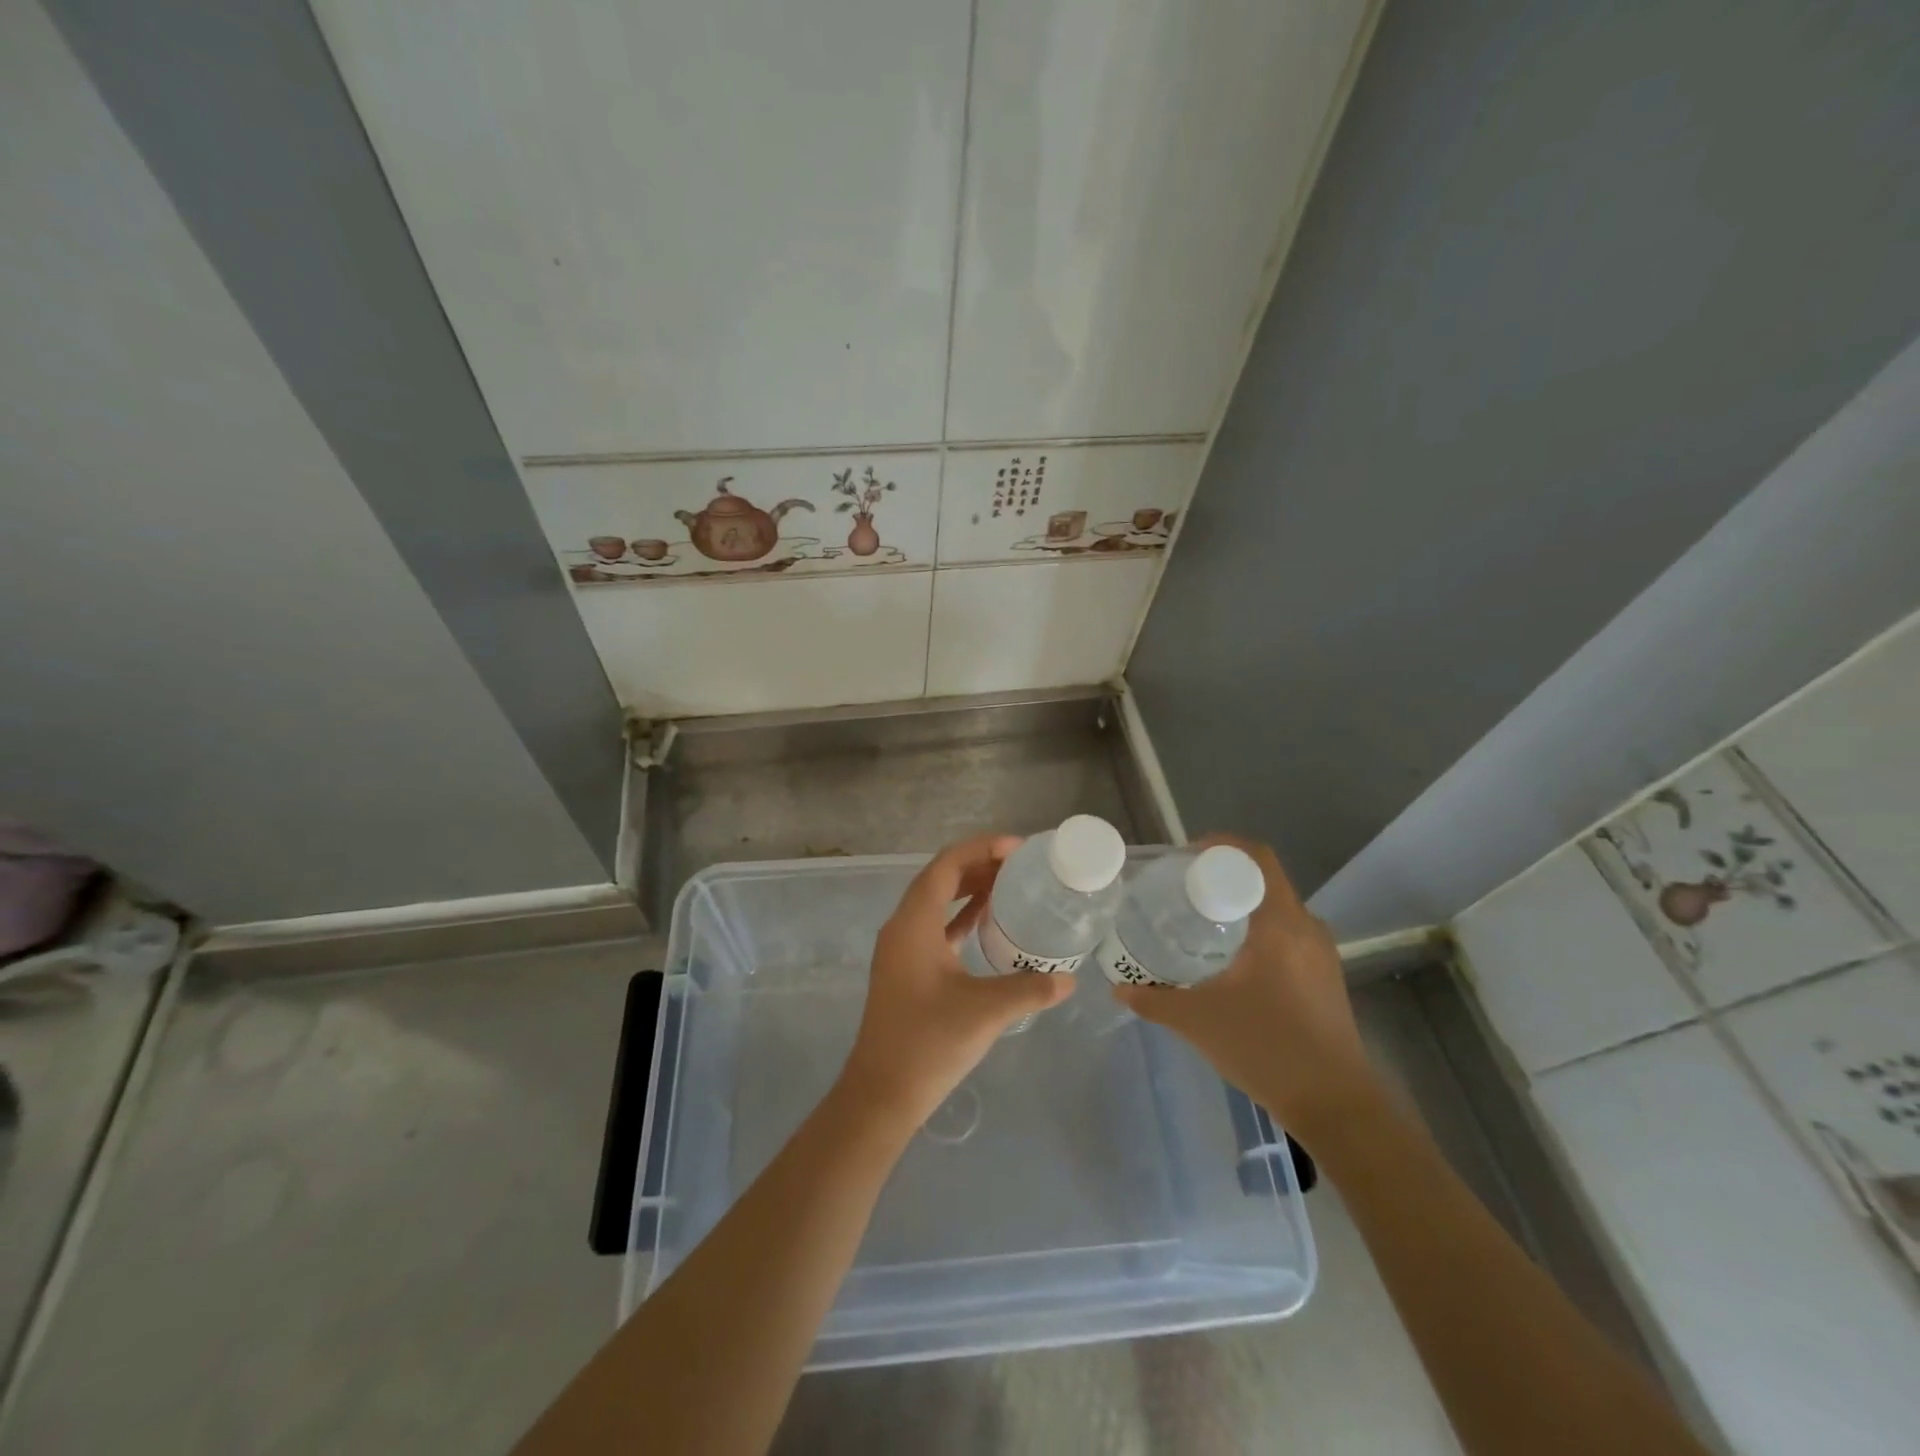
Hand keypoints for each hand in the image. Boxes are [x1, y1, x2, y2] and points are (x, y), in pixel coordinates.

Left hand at [837, 834, 1074, 1128]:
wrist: (882, 1093)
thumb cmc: (928, 1043)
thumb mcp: (985, 1011)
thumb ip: (1030, 989)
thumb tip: (1069, 980)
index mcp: (914, 923)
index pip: (946, 865)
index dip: (981, 849)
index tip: (1017, 848)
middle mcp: (902, 926)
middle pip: (940, 878)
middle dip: (978, 865)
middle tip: (1020, 865)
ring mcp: (901, 949)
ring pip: (937, 902)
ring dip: (969, 889)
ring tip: (1010, 885)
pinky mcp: (906, 969)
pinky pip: (935, 927)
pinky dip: (961, 917)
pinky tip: (987, 922)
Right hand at [1114, 833, 1377, 1140]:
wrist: (1336, 1105)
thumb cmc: (1266, 1048)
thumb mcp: (1199, 1021)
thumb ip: (1154, 1000)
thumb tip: (1119, 988)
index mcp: (1281, 923)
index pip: (1256, 858)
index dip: (1221, 845)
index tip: (1186, 856)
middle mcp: (1307, 927)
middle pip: (1265, 880)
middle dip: (1224, 876)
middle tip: (1183, 889)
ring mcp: (1321, 953)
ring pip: (1277, 908)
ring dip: (1242, 904)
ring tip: (1201, 920)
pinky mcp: (1325, 976)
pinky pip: (1287, 933)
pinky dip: (1258, 929)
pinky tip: (1230, 958)